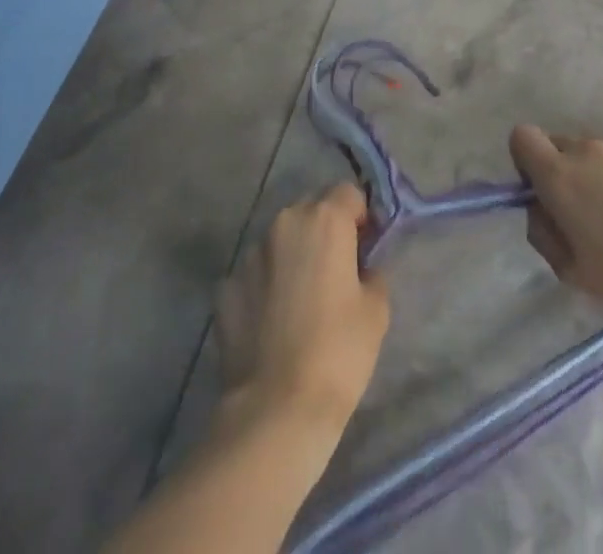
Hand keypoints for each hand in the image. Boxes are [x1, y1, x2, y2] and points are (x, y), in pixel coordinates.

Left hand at [215, 183, 390, 435]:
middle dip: (325, 230)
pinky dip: (264, 287)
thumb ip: (371, 272)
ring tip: (301, 301)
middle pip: (311, 209)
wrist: (276, 409)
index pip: (348, 193)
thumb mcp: (376, 310)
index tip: (366, 248)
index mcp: (324, 220)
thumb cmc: (338, 353)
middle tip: (336, 272)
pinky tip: (272, 324)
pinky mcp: (225, 287)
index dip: (361, 216)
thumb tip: (361, 268)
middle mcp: (284, 223)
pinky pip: (254, 275)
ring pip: (280, 241)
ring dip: (292, 256)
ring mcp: (249, 254)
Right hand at [509, 125, 602, 326]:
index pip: (522, 137)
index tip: (543, 192)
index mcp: (559, 175)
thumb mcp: (572, 273)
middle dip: (565, 170)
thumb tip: (539, 208)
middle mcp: (588, 149)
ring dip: (602, 172)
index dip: (526, 161)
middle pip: (561, 144)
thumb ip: (543, 234)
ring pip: (599, 150)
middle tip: (588, 212)